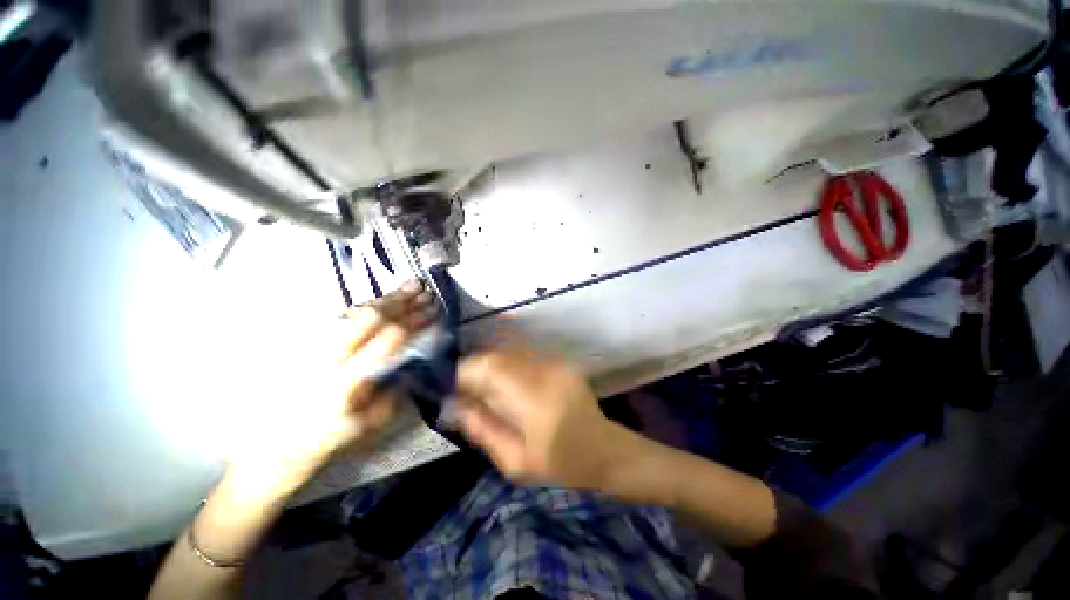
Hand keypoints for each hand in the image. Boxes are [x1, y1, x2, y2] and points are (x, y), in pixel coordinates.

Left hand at [230, 281, 436, 495]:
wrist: (269, 449)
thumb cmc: (322, 442)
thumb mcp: (366, 425)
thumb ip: (393, 393)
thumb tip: (412, 365)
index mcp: (346, 381)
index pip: (387, 339)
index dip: (413, 321)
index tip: (433, 311)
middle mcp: (328, 358)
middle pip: (369, 318)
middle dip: (401, 302)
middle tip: (424, 290)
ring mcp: (313, 348)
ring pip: (354, 313)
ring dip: (386, 299)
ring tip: (410, 286)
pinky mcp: (305, 345)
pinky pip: (341, 318)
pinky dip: (367, 307)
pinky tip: (382, 301)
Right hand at [453, 344, 623, 488]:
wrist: (604, 450)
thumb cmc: (560, 464)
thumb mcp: (515, 462)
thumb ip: (482, 430)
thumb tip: (452, 407)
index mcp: (534, 399)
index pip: (490, 368)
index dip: (464, 372)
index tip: (450, 389)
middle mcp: (544, 371)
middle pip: (497, 356)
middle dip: (474, 370)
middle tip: (464, 393)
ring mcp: (554, 363)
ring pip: (508, 353)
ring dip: (490, 367)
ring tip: (483, 390)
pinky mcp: (559, 361)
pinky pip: (522, 356)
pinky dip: (506, 367)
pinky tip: (506, 386)